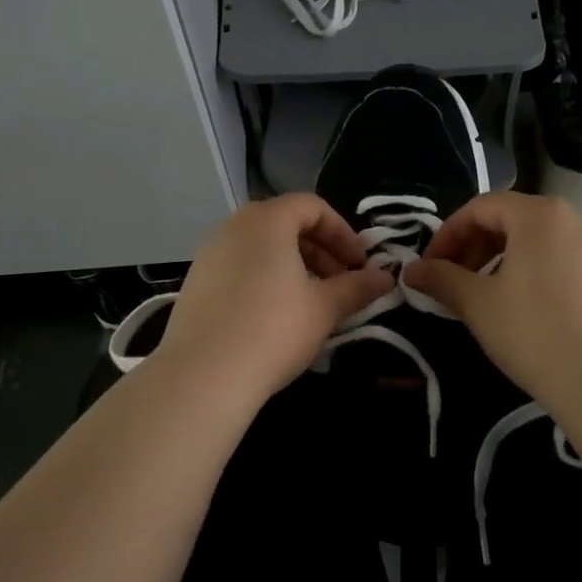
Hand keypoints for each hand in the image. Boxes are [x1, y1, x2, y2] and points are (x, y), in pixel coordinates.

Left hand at [155, 194, 392, 404]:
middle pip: (285, 223)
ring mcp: (209, 254)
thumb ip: (357, 287)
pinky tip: (275, 315)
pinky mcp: (195, 283)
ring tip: (311, 301)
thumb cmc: (273, 331)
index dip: (343, 232)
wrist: (204, 375)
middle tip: (340, 283)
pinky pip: (239, 267)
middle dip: (320, 249)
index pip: (312, 207)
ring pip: (261, 247)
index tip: (360, 264)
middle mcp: (233, 227)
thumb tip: (386, 277)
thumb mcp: (325, 309)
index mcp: (267, 221)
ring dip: (293, 265)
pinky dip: (265, 278)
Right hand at [403, 192, 581, 412]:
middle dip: (473, 246)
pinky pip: (560, 262)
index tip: (428, 267)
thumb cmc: (534, 333)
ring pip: (536, 242)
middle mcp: (574, 221)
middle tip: (451, 281)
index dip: (447, 234)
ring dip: (500, 261)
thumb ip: (441, 279)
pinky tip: (522, 310)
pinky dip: (531, 273)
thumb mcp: (478, 304)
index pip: (481, 207)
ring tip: (483, 296)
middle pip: (511, 219)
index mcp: (540, 216)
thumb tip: (411, 270)